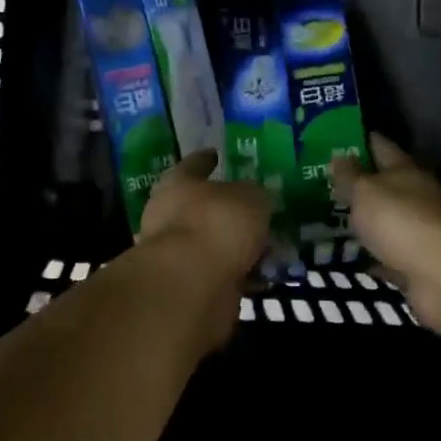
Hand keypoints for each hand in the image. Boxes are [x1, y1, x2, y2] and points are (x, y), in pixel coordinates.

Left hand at [139, 150, 271, 284]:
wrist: (190, 286)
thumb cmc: (217, 224)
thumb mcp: (251, 198)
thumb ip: (256, 195)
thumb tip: (257, 198)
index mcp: (178, 183)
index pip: (194, 164)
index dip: (207, 159)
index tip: (217, 154)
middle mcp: (170, 214)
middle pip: (204, 207)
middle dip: (229, 210)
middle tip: (257, 210)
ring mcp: (176, 252)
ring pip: (214, 242)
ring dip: (238, 247)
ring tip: (270, 249)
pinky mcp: (187, 284)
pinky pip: (221, 273)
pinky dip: (240, 274)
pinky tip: (263, 276)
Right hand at [331, 136, 440, 335]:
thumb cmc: (401, 220)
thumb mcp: (365, 191)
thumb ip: (349, 176)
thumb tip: (338, 156)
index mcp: (406, 171)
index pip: (382, 147)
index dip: (362, 141)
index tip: (339, 138)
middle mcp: (417, 197)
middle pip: (387, 186)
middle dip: (362, 185)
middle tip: (327, 185)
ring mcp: (420, 233)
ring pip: (387, 223)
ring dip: (368, 223)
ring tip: (334, 222)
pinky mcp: (418, 266)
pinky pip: (388, 257)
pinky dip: (373, 258)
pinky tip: (352, 259)